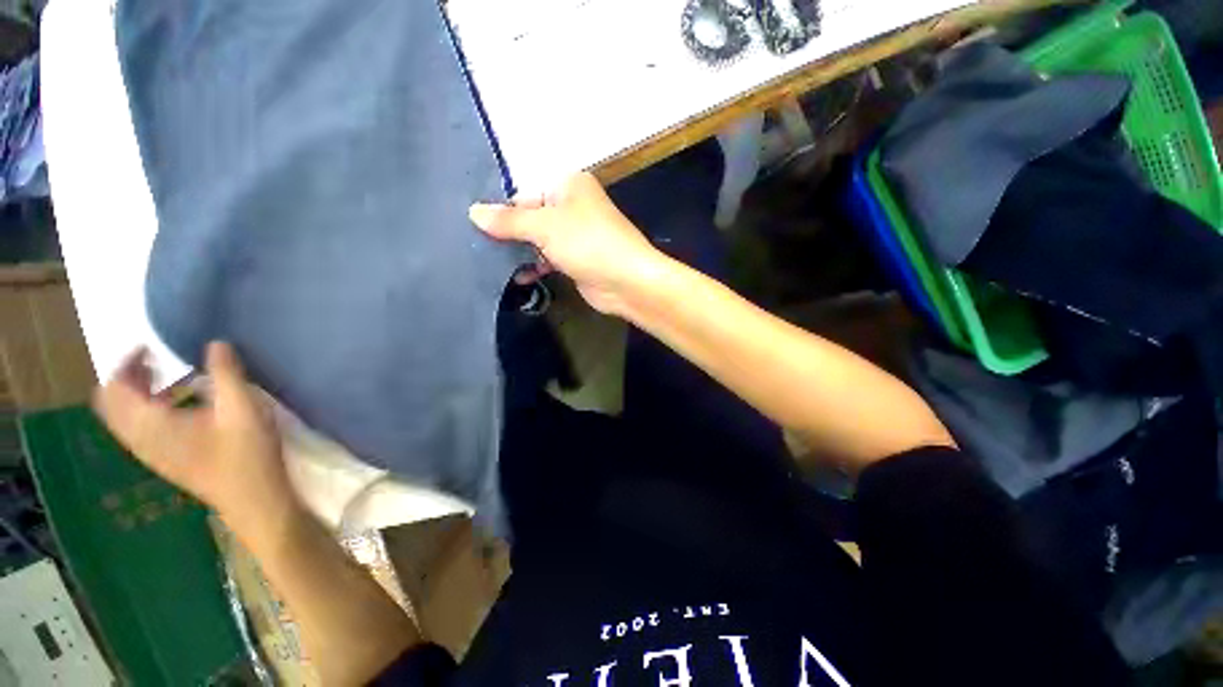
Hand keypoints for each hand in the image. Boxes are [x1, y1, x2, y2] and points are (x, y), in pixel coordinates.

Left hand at [93, 342, 299, 545]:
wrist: (253, 500)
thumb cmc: (246, 453)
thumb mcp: (242, 408)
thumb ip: (226, 373)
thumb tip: (216, 343)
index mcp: (151, 425)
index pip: (115, 388)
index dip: (126, 363)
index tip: (151, 347)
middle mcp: (140, 439)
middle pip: (112, 403)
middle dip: (127, 377)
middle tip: (156, 361)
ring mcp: (150, 453)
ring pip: (123, 418)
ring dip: (136, 394)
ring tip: (167, 379)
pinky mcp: (164, 461)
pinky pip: (137, 430)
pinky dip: (146, 410)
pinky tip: (179, 407)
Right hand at [469, 172, 666, 315]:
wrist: (626, 281)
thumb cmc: (587, 243)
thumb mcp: (544, 226)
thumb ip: (508, 221)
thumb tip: (473, 211)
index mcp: (567, 185)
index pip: (524, 194)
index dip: (503, 211)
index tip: (478, 229)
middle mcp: (572, 207)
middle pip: (531, 218)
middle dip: (509, 234)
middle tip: (480, 248)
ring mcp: (576, 236)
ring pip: (539, 240)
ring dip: (521, 253)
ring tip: (492, 264)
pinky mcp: (577, 260)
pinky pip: (549, 259)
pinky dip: (536, 266)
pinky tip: (519, 277)